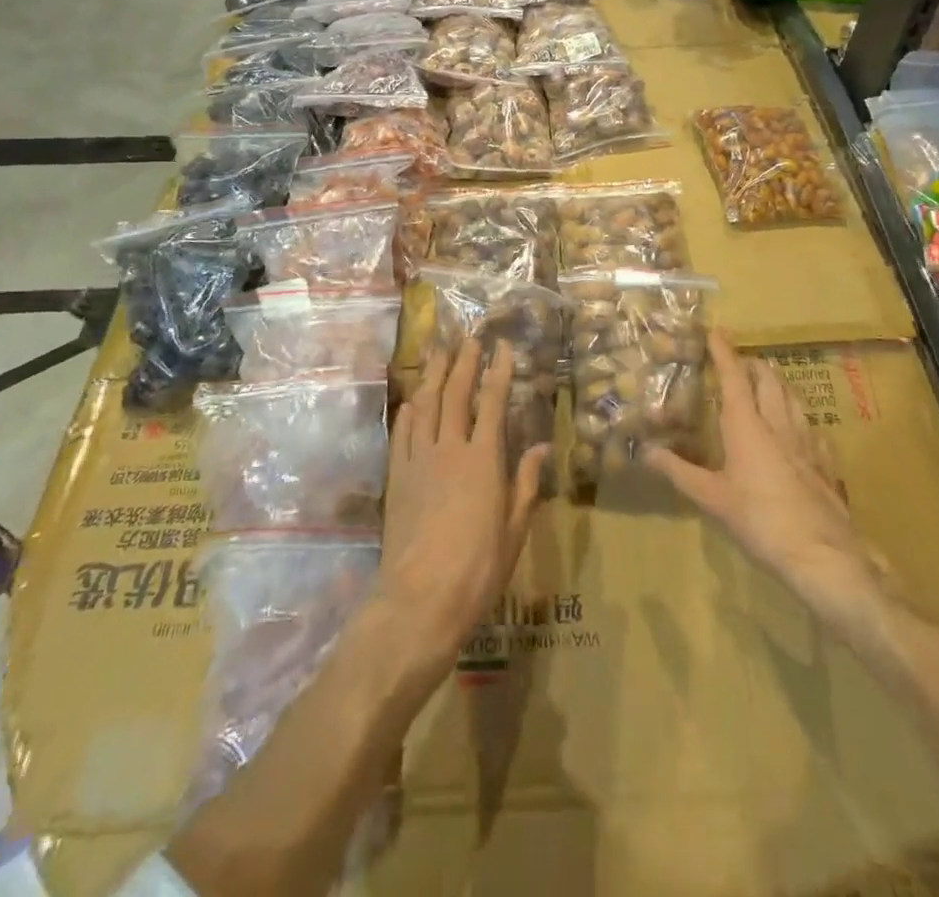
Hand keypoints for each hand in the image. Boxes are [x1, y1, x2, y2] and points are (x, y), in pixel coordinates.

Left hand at [377, 339, 549, 667]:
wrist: (419, 599)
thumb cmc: (478, 569)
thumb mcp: (514, 530)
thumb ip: (526, 483)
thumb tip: (541, 446)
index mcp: (483, 460)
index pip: (493, 403)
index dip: (498, 372)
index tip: (502, 347)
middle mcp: (449, 449)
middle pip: (456, 395)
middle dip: (464, 363)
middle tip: (470, 338)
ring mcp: (418, 461)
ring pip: (426, 406)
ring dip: (434, 375)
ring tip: (439, 352)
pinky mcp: (398, 478)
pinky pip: (402, 434)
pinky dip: (409, 411)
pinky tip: (412, 400)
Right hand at [643, 330, 878, 618]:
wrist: (822, 553)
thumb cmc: (759, 520)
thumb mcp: (711, 498)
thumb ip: (679, 471)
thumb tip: (645, 451)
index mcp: (747, 425)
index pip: (734, 377)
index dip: (724, 351)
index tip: (715, 330)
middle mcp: (778, 424)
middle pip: (768, 379)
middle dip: (753, 364)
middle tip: (739, 363)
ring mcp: (807, 441)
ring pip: (793, 398)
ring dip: (778, 385)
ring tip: (767, 385)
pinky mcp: (826, 462)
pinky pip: (813, 428)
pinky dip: (800, 418)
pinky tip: (800, 430)